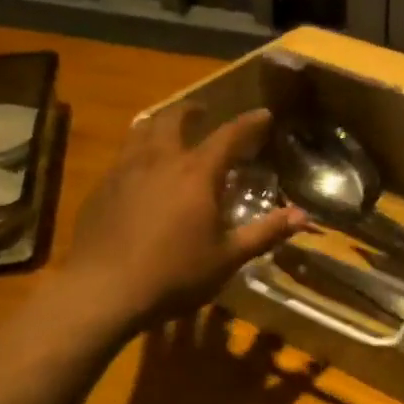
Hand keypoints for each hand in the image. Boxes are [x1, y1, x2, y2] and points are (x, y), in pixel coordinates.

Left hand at [64, 105, 305, 330]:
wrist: (102, 292)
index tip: (264, 114)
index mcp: (196, 173)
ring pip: (141, 130)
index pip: (229, 135)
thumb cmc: (173, 275)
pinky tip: (139, 172)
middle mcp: (160, 160)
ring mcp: (125, 171)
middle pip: (174, 119)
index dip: (249, 122)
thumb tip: (303, 216)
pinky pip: (122, 156)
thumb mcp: (227, 258)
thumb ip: (265, 233)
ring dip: (160, 123)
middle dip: (192, 110)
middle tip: (203, 113)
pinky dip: (137, 151)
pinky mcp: (101, 188)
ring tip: (167, 130)